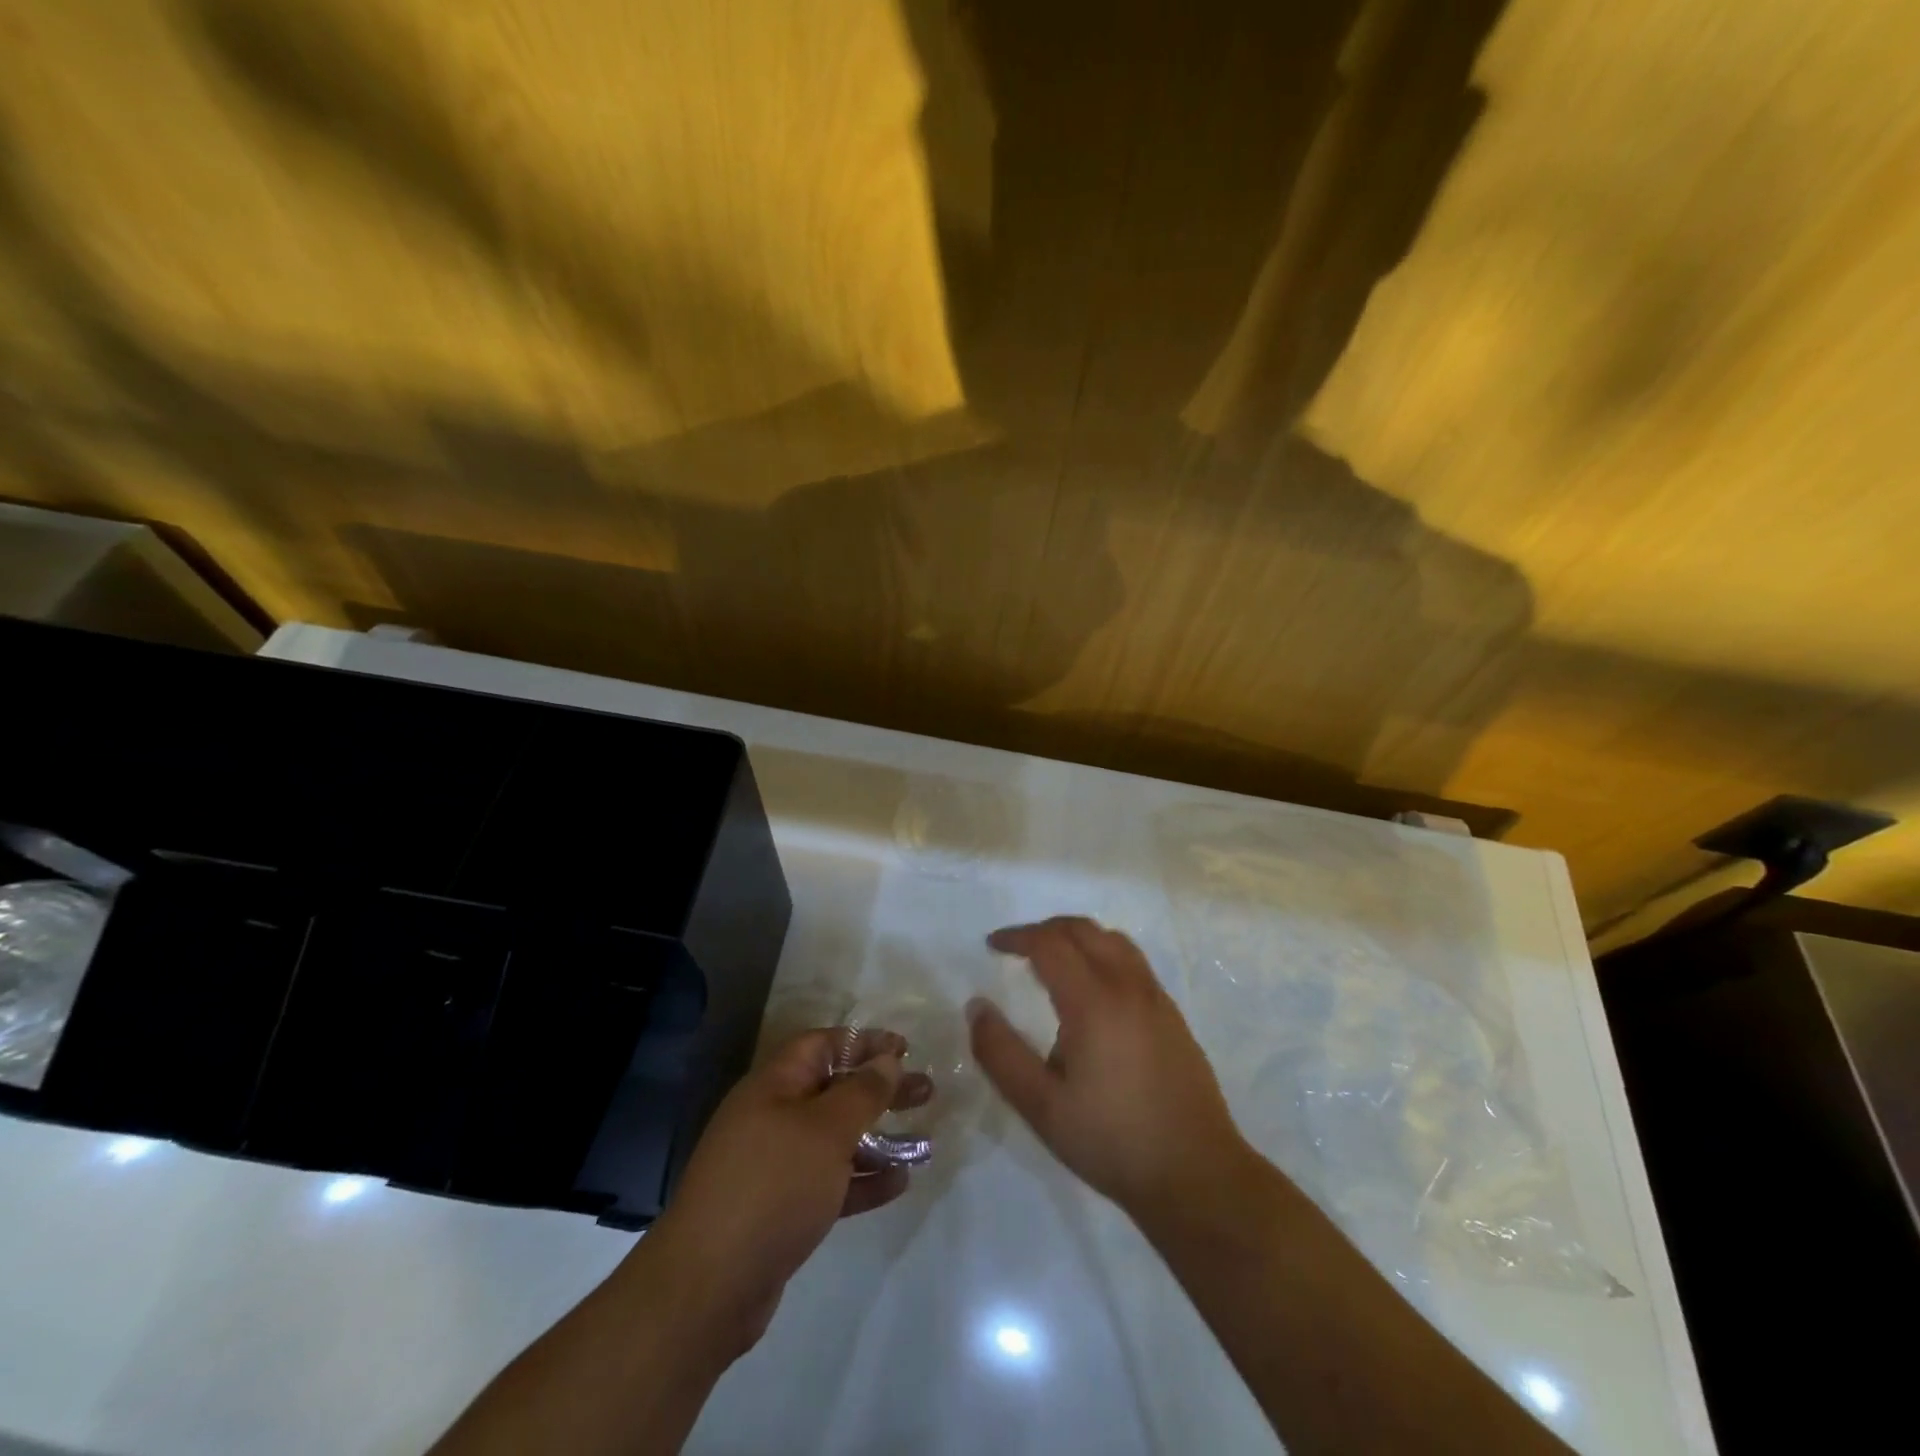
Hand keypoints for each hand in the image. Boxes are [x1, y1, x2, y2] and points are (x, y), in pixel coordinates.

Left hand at [632, 1028, 928, 1359]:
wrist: (709, 1288)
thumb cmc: (773, 1186)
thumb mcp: (826, 1130)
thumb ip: (862, 1092)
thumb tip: (887, 1059)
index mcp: (774, 1085)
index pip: (823, 1045)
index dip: (864, 1042)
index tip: (905, 1049)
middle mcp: (772, 1117)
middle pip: (835, 1091)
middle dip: (880, 1090)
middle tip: (926, 1091)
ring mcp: (774, 1166)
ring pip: (836, 1139)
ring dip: (878, 1138)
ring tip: (923, 1141)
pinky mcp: (781, 1210)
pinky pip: (830, 1182)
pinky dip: (862, 1179)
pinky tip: (898, 1183)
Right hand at [967, 917, 1251, 1221]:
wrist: (1197, 1175)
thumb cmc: (1112, 1140)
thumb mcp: (1041, 1107)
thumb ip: (1001, 1054)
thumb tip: (976, 1006)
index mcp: (1093, 1001)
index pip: (1050, 944)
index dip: (1017, 937)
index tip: (992, 945)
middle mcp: (1128, 987)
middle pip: (1084, 930)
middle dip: (1046, 930)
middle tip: (1018, 947)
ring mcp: (1156, 999)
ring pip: (1114, 941)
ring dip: (1078, 937)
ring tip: (1054, 960)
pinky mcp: (1173, 1017)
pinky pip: (1134, 963)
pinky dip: (1104, 955)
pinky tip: (1094, 993)